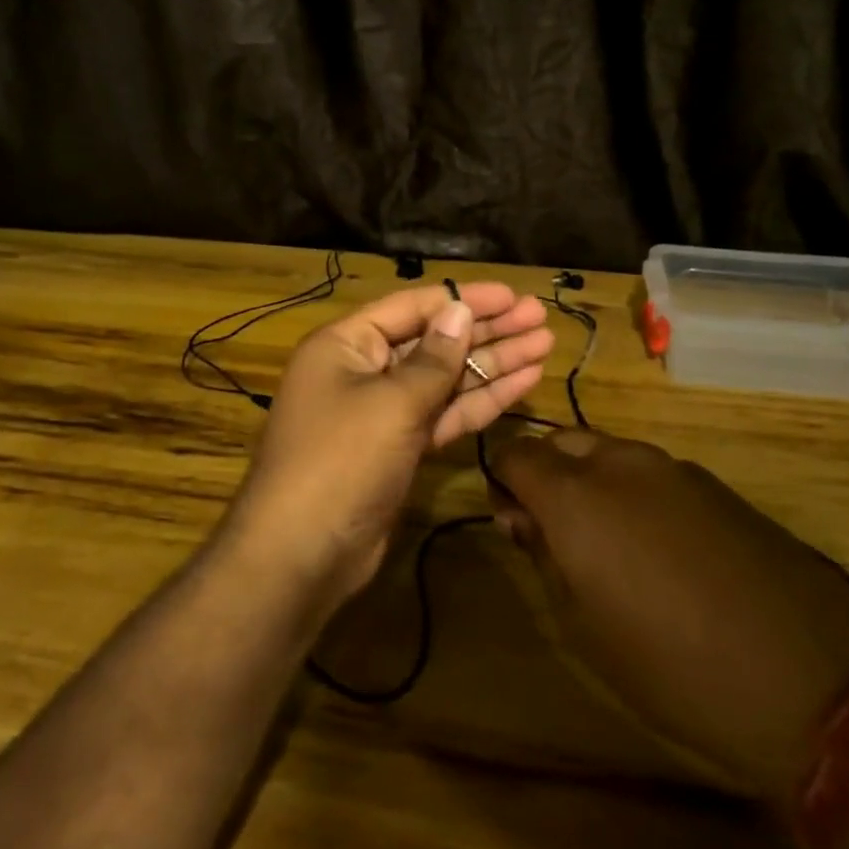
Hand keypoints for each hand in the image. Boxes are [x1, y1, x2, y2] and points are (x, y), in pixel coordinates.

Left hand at [220, 282, 553, 619]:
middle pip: (433, 341)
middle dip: (487, 330)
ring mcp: (383, 413)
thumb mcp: (391, 402)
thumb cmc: (341, 460)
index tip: (512, 295)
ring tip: (544, 345)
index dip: (464, 299)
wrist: (304, 553)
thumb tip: (459, 311)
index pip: (412, 307)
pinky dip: (480, 401)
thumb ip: (433, 358)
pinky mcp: (400, 448)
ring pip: (445, 379)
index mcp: (346, 344)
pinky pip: (444, 414)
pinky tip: (522, 384)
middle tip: (539, 318)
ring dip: (492, 364)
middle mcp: (363, 371)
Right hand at [490, 431, 848, 804]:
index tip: (508, 517)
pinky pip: (652, 470)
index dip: (501, 479)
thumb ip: (544, 556)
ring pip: (608, 450)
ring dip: (589, 477)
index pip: (515, 454)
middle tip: (550, 527)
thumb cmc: (672, 666)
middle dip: (544, 471)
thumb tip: (521, 518)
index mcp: (576, 496)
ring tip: (604, 537)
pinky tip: (657, 542)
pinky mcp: (714, 484)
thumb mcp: (584, 624)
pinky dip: (633, 489)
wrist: (809, 679)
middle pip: (561, 441)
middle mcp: (620, 464)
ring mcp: (673, 468)